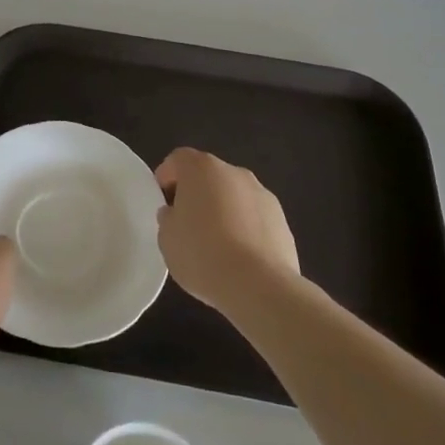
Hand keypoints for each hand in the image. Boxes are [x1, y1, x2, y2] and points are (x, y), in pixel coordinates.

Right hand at [154, 148, 300, 318]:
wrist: (259, 285)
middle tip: (187, 223)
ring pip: (234, 196)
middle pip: (209, 176)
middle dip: (197, 194)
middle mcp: (234, 172)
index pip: (178, 159)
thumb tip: (176, 214)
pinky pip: (254, 218)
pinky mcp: (282, 220)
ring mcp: (262, 194)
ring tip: (216, 246)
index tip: (162, 198)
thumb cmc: (202, 254)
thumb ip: (168, 218)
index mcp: (201, 168)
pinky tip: (240, 258)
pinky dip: (245, 229)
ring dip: (224, 211)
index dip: (167, 176)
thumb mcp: (167, 238)